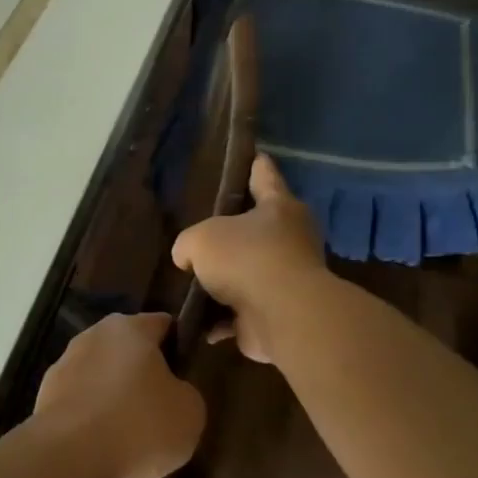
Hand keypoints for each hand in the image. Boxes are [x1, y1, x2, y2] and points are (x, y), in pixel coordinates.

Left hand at [33, 313, 204, 477]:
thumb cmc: (139, 425)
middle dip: (143, 374)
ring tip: (131, 436)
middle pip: (127, 349)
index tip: (186, 373)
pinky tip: (103, 447)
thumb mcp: (190, 413)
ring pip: (101, 376)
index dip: (178, 345)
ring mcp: (64, 365)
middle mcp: (93, 336)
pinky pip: (80, 403)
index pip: (162, 324)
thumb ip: (185, 393)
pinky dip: (91, 419)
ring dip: (114, 397)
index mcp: (130, 328)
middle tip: (160, 408)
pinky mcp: (45, 396)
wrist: (71, 457)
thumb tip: (172, 392)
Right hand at [170, 154, 326, 363]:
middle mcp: (289, 239)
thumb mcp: (201, 239)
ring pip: (249, 273)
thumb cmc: (246, 259)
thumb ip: (188, 244)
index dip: (255, 164)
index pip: (265, 175)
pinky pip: (243, 313)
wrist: (282, 315)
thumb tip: (188, 259)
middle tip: (203, 232)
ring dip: (226, 282)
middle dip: (234, 232)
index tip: (252, 154)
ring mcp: (286, 279)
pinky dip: (222, 319)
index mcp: (278, 207)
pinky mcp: (277, 314)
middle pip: (258, 228)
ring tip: (192, 281)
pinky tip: (196, 323)